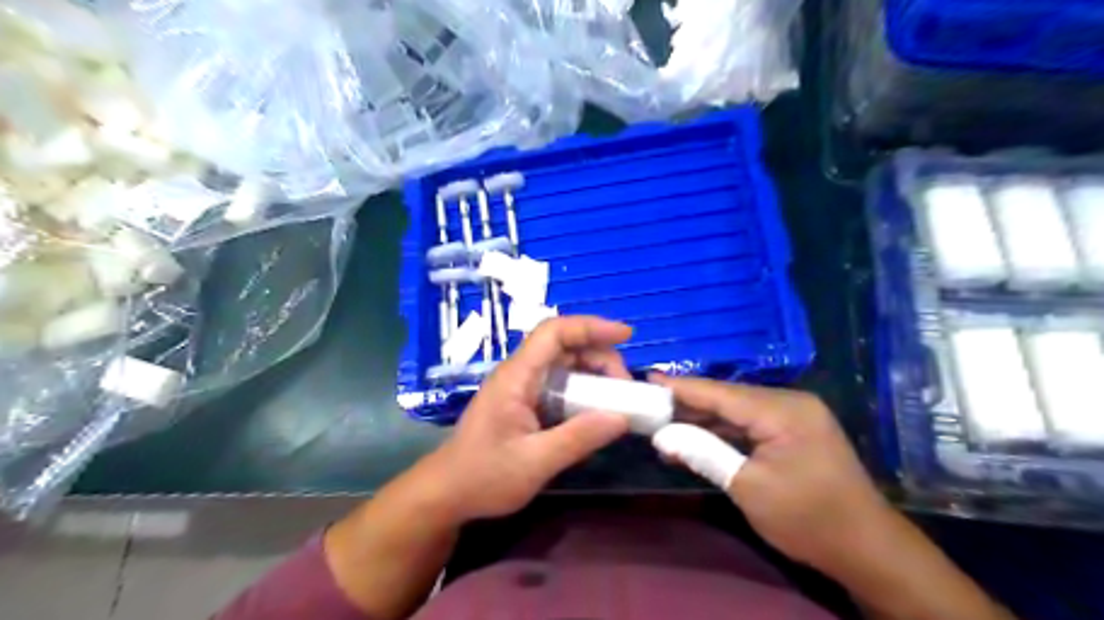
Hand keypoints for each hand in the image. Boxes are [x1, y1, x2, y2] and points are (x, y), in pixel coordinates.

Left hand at [423, 316, 627, 524]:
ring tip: (618, 398)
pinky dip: (583, 391)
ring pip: (564, 365)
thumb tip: (621, 418)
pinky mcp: (524, 403)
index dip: (590, 327)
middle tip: (625, 386)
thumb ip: (578, 439)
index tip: (625, 335)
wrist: (447, 494)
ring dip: (594, 374)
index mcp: (516, 377)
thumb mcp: (535, 462)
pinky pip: (559, 385)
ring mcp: (520, 388)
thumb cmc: (484, 477)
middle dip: (599, 356)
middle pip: (563, 346)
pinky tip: (598, 410)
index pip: (553, 333)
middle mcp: (519, 374)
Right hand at [649, 377, 895, 575]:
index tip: (646, 380)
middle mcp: (789, 402)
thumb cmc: (807, 519)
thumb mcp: (748, 487)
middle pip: (728, 398)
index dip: (681, 388)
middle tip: (649, 405)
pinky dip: (723, 431)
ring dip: (703, 419)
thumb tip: (662, 436)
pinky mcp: (794, 430)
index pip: (720, 393)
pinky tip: (696, 437)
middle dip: (688, 404)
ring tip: (664, 423)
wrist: (867, 549)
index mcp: (782, 410)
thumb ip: (704, 453)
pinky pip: (750, 423)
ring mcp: (794, 415)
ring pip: (737, 410)